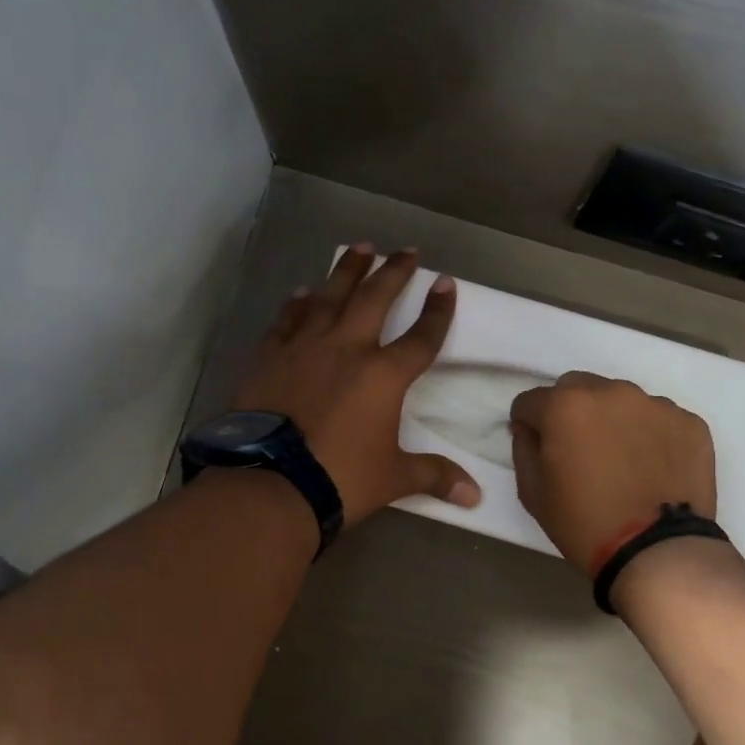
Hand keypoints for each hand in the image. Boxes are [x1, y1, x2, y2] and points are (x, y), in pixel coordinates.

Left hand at [232, 245, 482, 522]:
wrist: (271, 483)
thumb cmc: (341, 479)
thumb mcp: (394, 478)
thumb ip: (434, 476)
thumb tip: (474, 497)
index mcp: (383, 376)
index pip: (421, 337)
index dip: (437, 310)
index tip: (445, 282)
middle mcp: (347, 349)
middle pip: (375, 299)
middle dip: (394, 272)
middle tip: (406, 250)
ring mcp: (304, 348)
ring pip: (330, 297)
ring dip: (348, 271)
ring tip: (360, 247)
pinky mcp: (270, 357)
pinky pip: (287, 319)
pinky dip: (298, 303)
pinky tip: (303, 291)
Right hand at [509, 372, 718, 573]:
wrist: (659, 553)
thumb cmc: (585, 524)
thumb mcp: (534, 494)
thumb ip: (524, 450)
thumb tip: (528, 429)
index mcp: (566, 406)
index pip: (530, 401)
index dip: (528, 424)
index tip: (537, 446)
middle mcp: (611, 392)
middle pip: (577, 388)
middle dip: (569, 411)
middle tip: (578, 449)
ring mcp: (656, 404)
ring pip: (621, 400)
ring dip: (612, 420)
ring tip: (621, 460)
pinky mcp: (690, 422)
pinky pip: (658, 419)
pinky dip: (650, 435)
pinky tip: (652, 468)